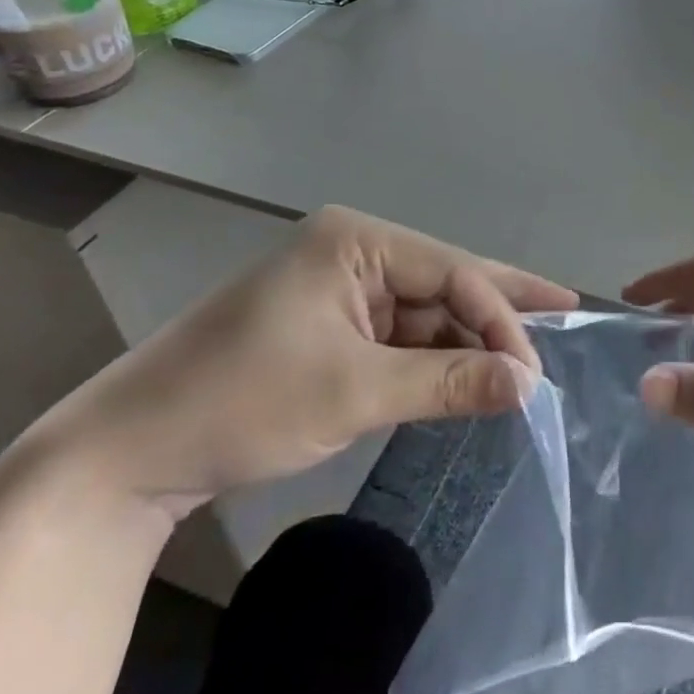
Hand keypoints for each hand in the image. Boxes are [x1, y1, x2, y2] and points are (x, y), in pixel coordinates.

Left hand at [31, 207, 577, 518]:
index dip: (499, 317)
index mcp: (357, 240)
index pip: (451, 271)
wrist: (127, 453)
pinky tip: (471, 370)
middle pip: (444, 279)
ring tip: (526, 355)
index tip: (533, 372)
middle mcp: (355, 251)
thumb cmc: (242, 402)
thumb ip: (447, 381)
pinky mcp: (332, 324)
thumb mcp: (354, 391)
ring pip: (425, 309)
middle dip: (500, 305)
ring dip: (468, 338)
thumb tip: (528, 386)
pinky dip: (434, 356)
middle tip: (566, 309)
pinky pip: (400, 334)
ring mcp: (342, 287)